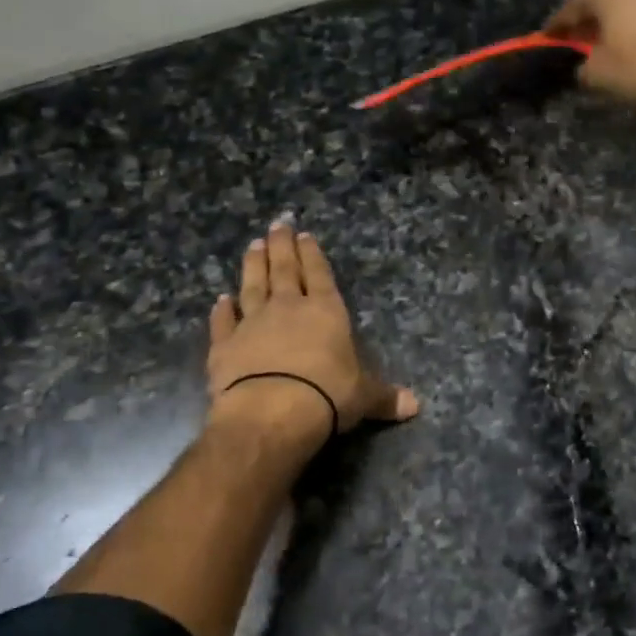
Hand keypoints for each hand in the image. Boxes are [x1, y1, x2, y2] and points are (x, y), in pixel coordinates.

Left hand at [207, 219, 418, 441]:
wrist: (272, 411)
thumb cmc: (327, 395)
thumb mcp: (363, 397)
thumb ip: (385, 396)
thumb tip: (415, 406)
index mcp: (325, 311)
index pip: (320, 275)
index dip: (313, 255)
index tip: (305, 235)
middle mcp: (288, 308)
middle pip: (284, 270)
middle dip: (282, 246)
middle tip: (277, 224)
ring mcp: (252, 323)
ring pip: (252, 286)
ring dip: (253, 265)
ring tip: (252, 245)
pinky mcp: (224, 345)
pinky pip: (223, 323)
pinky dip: (221, 311)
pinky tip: (219, 299)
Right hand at [544, 0, 635, 105]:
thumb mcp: (601, 76)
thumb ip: (583, 70)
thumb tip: (583, 67)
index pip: (571, 9)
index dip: (556, 28)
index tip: (546, 39)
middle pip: (604, 2)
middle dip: (591, 23)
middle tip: (580, 43)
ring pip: (634, 7)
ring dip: (622, 25)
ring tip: (616, 48)